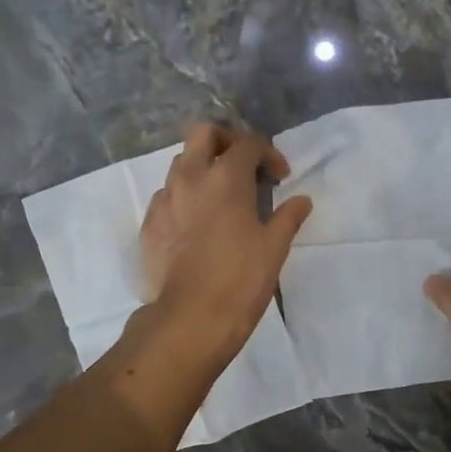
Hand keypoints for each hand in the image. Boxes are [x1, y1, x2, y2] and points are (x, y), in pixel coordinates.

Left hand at [141, 124, 311, 359]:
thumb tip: (301, 200)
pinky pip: (166, 197)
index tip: (280, 178)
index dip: (269, 154)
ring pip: (180, 164)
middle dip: (226, 141)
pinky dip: (184, 200)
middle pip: (203, 134)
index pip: (248, 143)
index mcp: (226, 177)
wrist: (191, 317)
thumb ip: (288, 216)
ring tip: (220, 198)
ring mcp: (164, 200)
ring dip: (202, 170)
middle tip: (243, 167)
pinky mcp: (149, 224)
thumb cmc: (241, 279)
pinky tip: (196, 226)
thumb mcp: (274, 247)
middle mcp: (190, 178)